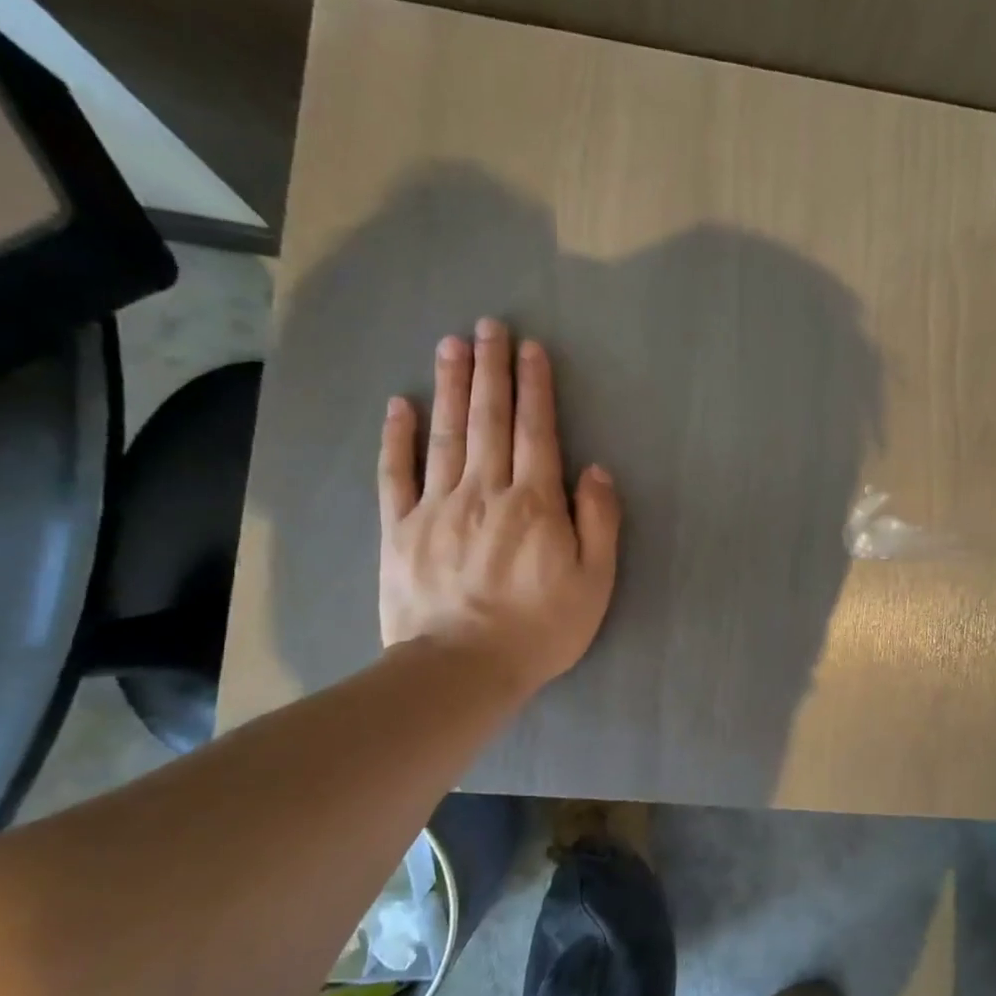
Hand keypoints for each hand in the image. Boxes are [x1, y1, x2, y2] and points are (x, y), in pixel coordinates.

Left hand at [378, 319, 619, 697]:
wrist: (462, 669)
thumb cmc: (541, 628)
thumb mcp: (595, 581)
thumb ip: (599, 521)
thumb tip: (595, 470)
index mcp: (534, 503)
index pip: (536, 432)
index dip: (535, 388)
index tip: (531, 349)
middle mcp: (485, 491)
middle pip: (489, 420)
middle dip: (491, 370)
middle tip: (489, 325)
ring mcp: (437, 507)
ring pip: (445, 434)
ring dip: (450, 386)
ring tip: (452, 344)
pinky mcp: (400, 529)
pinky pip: (397, 474)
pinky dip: (397, 437)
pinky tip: (399, 405)